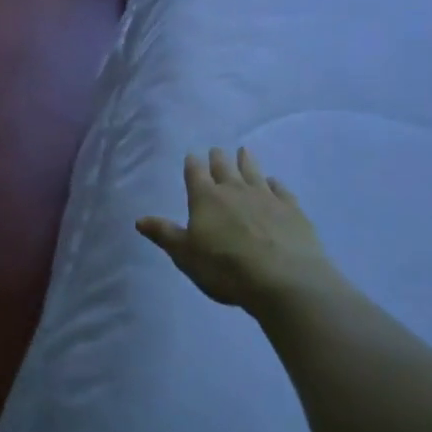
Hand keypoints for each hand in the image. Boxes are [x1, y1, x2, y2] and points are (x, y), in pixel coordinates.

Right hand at [136, 148, 340, 312]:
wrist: (285, 280)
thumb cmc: (226, 268)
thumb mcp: (186, 255)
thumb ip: (164, 234)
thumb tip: (139, 219)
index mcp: (206, 198)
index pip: (195, 173)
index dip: (192, 164)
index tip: (192, 155)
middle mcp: (235, 190)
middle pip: (224, 167)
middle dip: (218, 158)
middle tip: (216, 151)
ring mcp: (266, 197)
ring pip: (253, 171)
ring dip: (247, 161)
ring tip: (244, 151)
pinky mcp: (292, 209)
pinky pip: (281, 189)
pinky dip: (275, 184)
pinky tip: (274, 183)